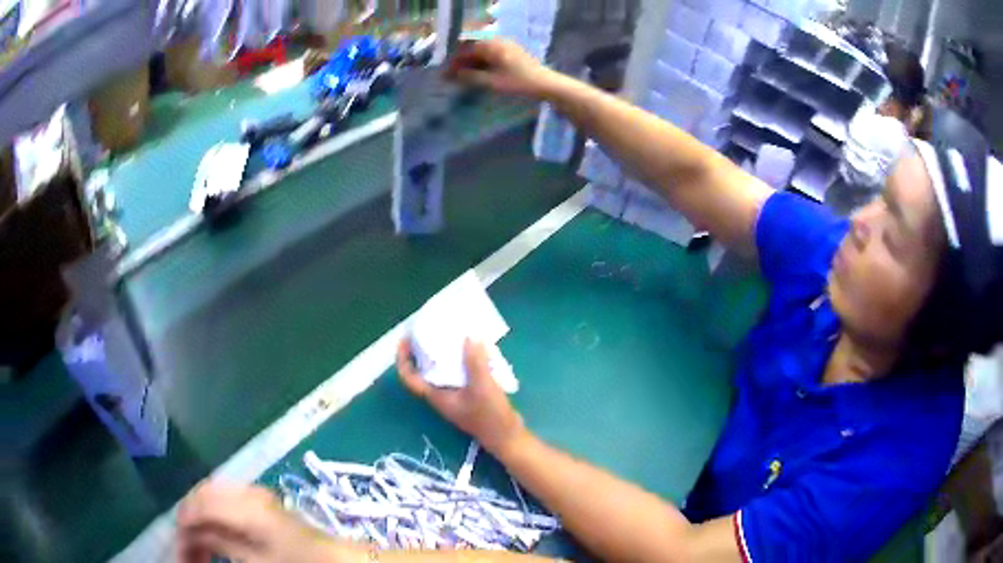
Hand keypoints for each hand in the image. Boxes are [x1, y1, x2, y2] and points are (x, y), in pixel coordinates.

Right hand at [175, 481, 363, 562]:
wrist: (338, 560)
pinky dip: (216, 520)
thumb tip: (190, 536)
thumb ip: (220, 543)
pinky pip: (227, 504)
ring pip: (212, 499)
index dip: (182, 523)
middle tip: (185, 550)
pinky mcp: (262, 504)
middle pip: (202, 497)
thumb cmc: (296, 562)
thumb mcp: (255, 561)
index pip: (198, 502)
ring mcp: (255, 495)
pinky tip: (215, 540)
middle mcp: (246, 491)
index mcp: (243, 503)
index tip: (177, 548)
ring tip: (197, 549)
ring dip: (201, 522)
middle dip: (189, 522)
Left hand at [397, 338, 525, 454]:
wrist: (507, 437)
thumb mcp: (482, 386)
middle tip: (429, 331)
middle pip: (424, 371)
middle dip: (423, 351)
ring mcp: (455, 396)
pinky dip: (463, 361)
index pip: (410, 378)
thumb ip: (475, 362)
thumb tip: (469, 337)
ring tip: (451, 336)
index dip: (403, 359)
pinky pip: (459, 374)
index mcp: (436, 396)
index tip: (404, 339)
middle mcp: (441, 395)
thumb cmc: (490, 416)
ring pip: (443, 372)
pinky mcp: (469, 395)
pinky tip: (475, 351)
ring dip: (444, 355)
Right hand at [445, 39, 561, 98]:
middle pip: (474, 50)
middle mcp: (498, 41)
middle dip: (462, 63)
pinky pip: (492, 56)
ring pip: (483, 53)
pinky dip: (483, 64)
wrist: (547, 85)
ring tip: (464, 78)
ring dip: (472, 64)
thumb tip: (453, 75)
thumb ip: (470, 77)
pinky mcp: (513, 53)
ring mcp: (507, 46)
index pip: (466, 50)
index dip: (454, 62)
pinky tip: (479, 75)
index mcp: (492, 45)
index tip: (445, 75)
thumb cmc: (519, 83)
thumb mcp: (492, 82)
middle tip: (452, 77)